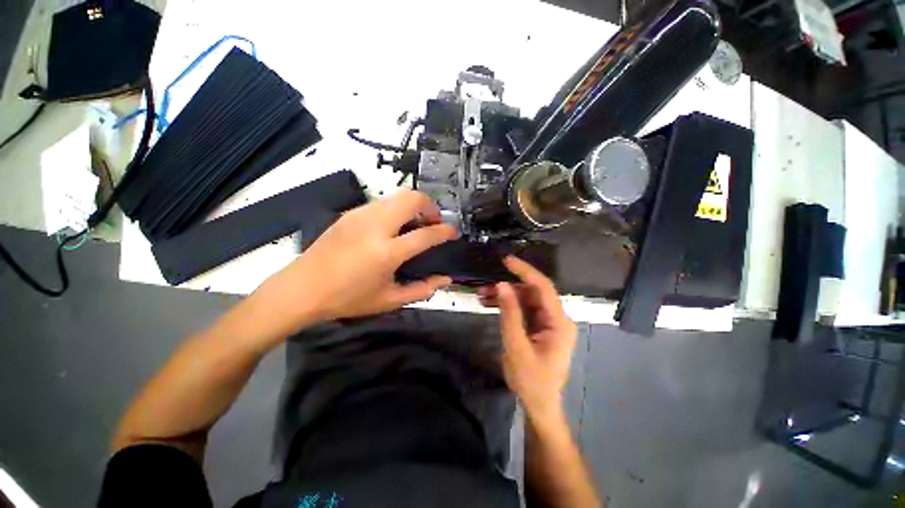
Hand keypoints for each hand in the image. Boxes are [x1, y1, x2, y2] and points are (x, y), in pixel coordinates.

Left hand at [256, 190, 457, 330]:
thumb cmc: (348, 299)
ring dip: (413, 205)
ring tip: (414, 224)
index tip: (453, 232)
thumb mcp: (389, 300)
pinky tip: (392, 227)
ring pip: (397, 196)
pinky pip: (382, 202)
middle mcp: (376, 226)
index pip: (426, 234)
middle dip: (430, 206)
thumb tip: (445, 279)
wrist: (302, 288)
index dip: (445, 231)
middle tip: (432, 222)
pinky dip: (396, 209)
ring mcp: (361, 215)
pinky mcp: (350, 213)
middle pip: (412, 198)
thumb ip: (422, 289)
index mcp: (387, 252)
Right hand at [478, 256, 576, 421]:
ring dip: (504, 297)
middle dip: (507, 288)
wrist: (539, 406)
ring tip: (481, 296)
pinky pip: (522, 310)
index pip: (543, 287)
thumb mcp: (516, 346)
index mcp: (559, 323)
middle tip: (484, 287)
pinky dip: (507, 307)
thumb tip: (501, 285)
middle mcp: (556, 318)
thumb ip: (510, 314)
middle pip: (532, 293)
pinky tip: (489, 304)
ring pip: (525, 300)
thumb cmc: (531, 381)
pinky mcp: (539, 327)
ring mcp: (548, 323)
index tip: (506, 260)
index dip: (525, 271)